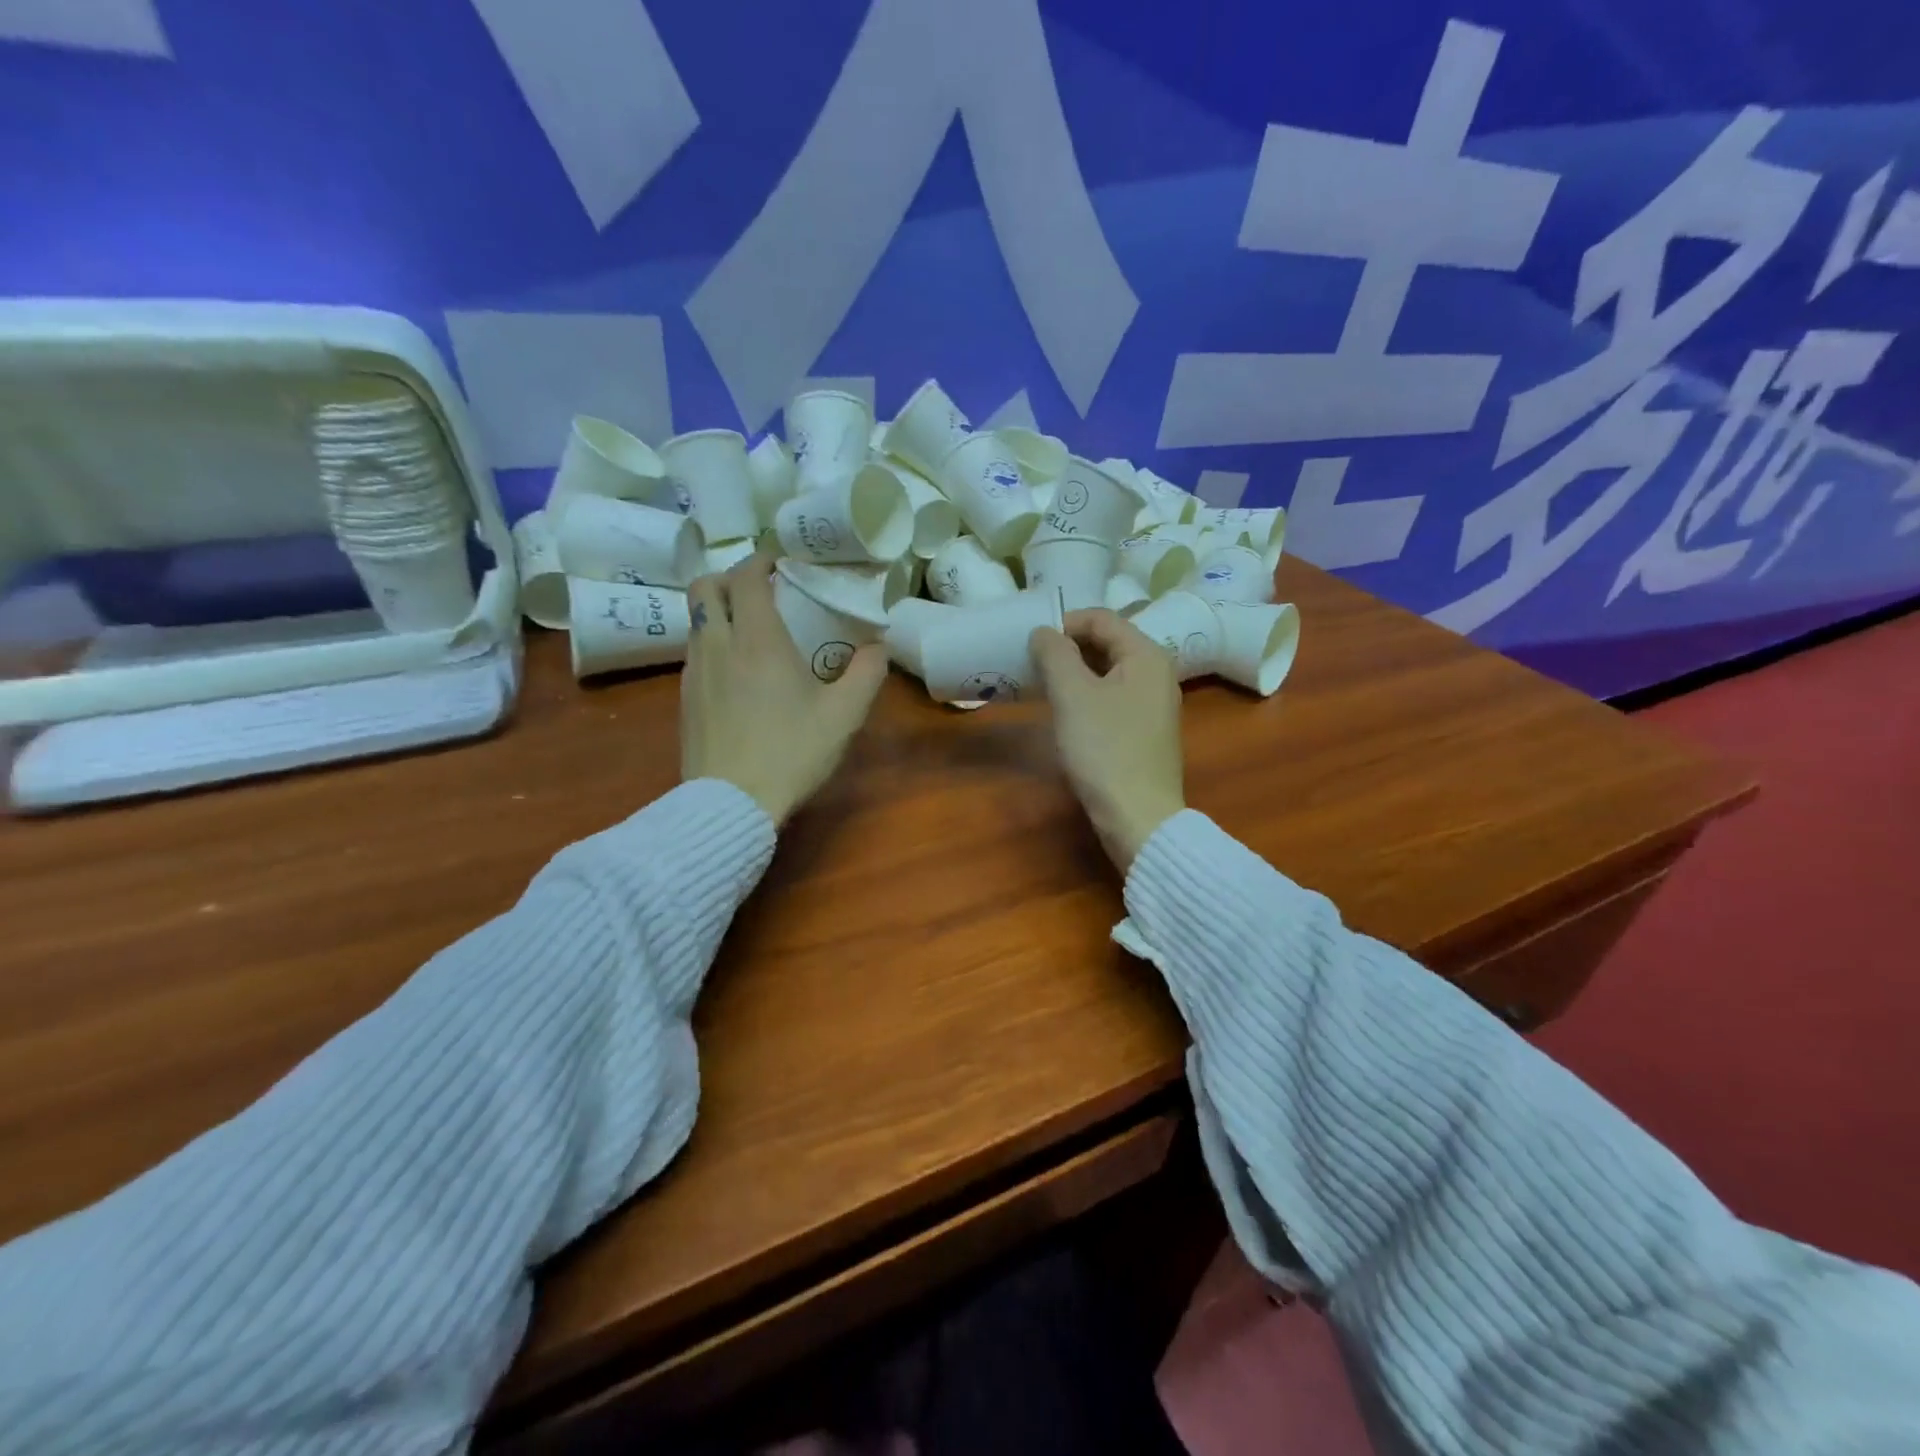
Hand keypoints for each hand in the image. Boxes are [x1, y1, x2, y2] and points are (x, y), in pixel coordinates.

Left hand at [681, 553, 887, 825]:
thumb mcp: (843, 715)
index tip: (781, 563)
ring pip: (697, 619)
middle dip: (731, 577)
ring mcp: (694, 672)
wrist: (731, 803)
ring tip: (751, 630)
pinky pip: (695, 652)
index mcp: (757, 639)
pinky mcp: (684, 699)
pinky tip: (737, 673)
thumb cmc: (791, 752)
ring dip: (720, 611)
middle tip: (761, 590)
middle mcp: (718, 644)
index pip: (746, 577)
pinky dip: (713, 642)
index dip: (761, 560)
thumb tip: (879, 646)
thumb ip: (867, 673)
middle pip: (706, 587)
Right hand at [1030, 609, 1185, 870]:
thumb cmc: (1105, 750)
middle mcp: (1156, 673)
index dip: (1064, 622)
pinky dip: (1086, 695)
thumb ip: (1055, 654)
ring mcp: (1153, 704)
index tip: (1030, 643)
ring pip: (1108, 672)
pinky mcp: (1144, 731)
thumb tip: (1043, 632)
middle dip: (1067, 647)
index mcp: (1146, 656)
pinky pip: (1112, 697)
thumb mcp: (1073, 695)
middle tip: (1031, 663)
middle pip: (1107, 642)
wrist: (1138, 816)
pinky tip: (1064, 712)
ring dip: (1074, 672)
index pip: (1101, 618)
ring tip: (1042, 685)